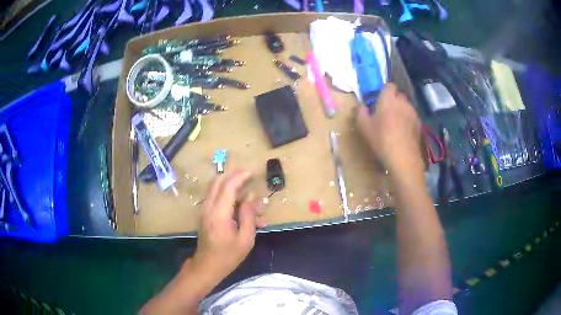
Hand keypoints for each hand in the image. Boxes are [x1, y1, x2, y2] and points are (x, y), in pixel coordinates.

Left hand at [192, 170, 258, 281]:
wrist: (207, 265)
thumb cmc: (228, 255)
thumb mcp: (245, 239)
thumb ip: (248, 216)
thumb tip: (251, 198)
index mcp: (219, 214)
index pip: (228, 187)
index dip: (240, 177)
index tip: (252, 173)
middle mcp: (209, 208)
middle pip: (218, 182)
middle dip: (233, 175)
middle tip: (248, 174)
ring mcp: (204, 210)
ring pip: (215, 187)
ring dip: (230, 183)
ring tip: (246, 187)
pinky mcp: (205, 213)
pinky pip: (215, 196)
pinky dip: (226, 193)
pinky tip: (239, 202)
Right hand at [356, 83, 422, 173]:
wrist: (404, 159)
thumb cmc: (381, 140)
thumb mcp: (363, 127)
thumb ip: (360, 111)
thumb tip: (361, 105)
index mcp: (388, 98)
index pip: (389, 85)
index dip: (383, 90)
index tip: (377, 99)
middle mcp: (403, 102)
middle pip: (398, 95)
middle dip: (392, 99)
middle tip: (384, 111)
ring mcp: (413, 113)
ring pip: (405, 106)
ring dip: (400, 110)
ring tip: (394, 123)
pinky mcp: (419, 124)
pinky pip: (411, 117)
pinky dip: (407, 120)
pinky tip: (402, 132)